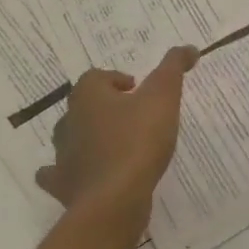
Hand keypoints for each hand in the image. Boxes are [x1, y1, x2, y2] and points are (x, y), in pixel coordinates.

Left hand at [36, 46, 196, 231]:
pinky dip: (69, 171)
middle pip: (84, 105)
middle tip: (133, 117)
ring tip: (117, 146)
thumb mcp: (163, 96)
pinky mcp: (63, 185)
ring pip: (71, 137)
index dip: (118, 80)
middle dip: (105, 108)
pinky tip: (85, 175)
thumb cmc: (138, 141)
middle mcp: (69, 120)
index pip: (98, 77)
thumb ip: (174, 68)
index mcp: (88, 95)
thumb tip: (189, 48)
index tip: (139, 92)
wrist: (114, 199)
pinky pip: (59, 173)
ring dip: (89, 137)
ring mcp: (62, 155)